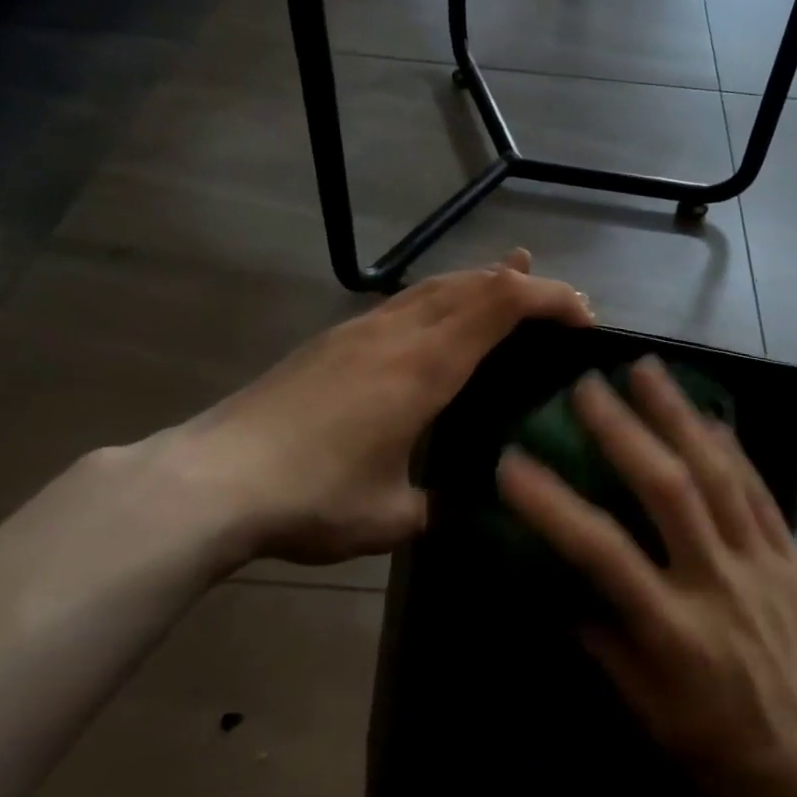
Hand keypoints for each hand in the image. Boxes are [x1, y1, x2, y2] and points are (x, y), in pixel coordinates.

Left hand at [147, 250, 592, 569]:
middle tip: (562, 303)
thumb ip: (434, 505)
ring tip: (512, 279)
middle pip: (473, 284)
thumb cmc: (313, 497)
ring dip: (481, 282)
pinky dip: (441, 297)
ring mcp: (359, 332)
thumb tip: (451, 505)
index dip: (549, 298)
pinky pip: (403, 302)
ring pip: (435, 286)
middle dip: (525, 286)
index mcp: (425, 367)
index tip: (584, 317)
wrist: (212, 480)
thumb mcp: (390, 516)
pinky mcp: (332, 342)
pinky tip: (438, 317)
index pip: (501, 305)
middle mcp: (397, 334)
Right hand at [496, 358, 796, 796]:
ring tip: (646, 369)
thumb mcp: (649, 713)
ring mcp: (762, 562)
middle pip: (667, 489)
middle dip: (623, 430)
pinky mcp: (793, 554)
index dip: (552, 504)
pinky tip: (707, 413)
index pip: (601, 552)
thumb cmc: (723, 749)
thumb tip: (564, 590)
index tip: (512, 462)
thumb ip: (604, 644)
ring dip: (677, 415)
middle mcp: (717, 582)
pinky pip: (758, 488)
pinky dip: (729, 446)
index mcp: (672, 630)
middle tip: (587, 386)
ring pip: (717, 472)